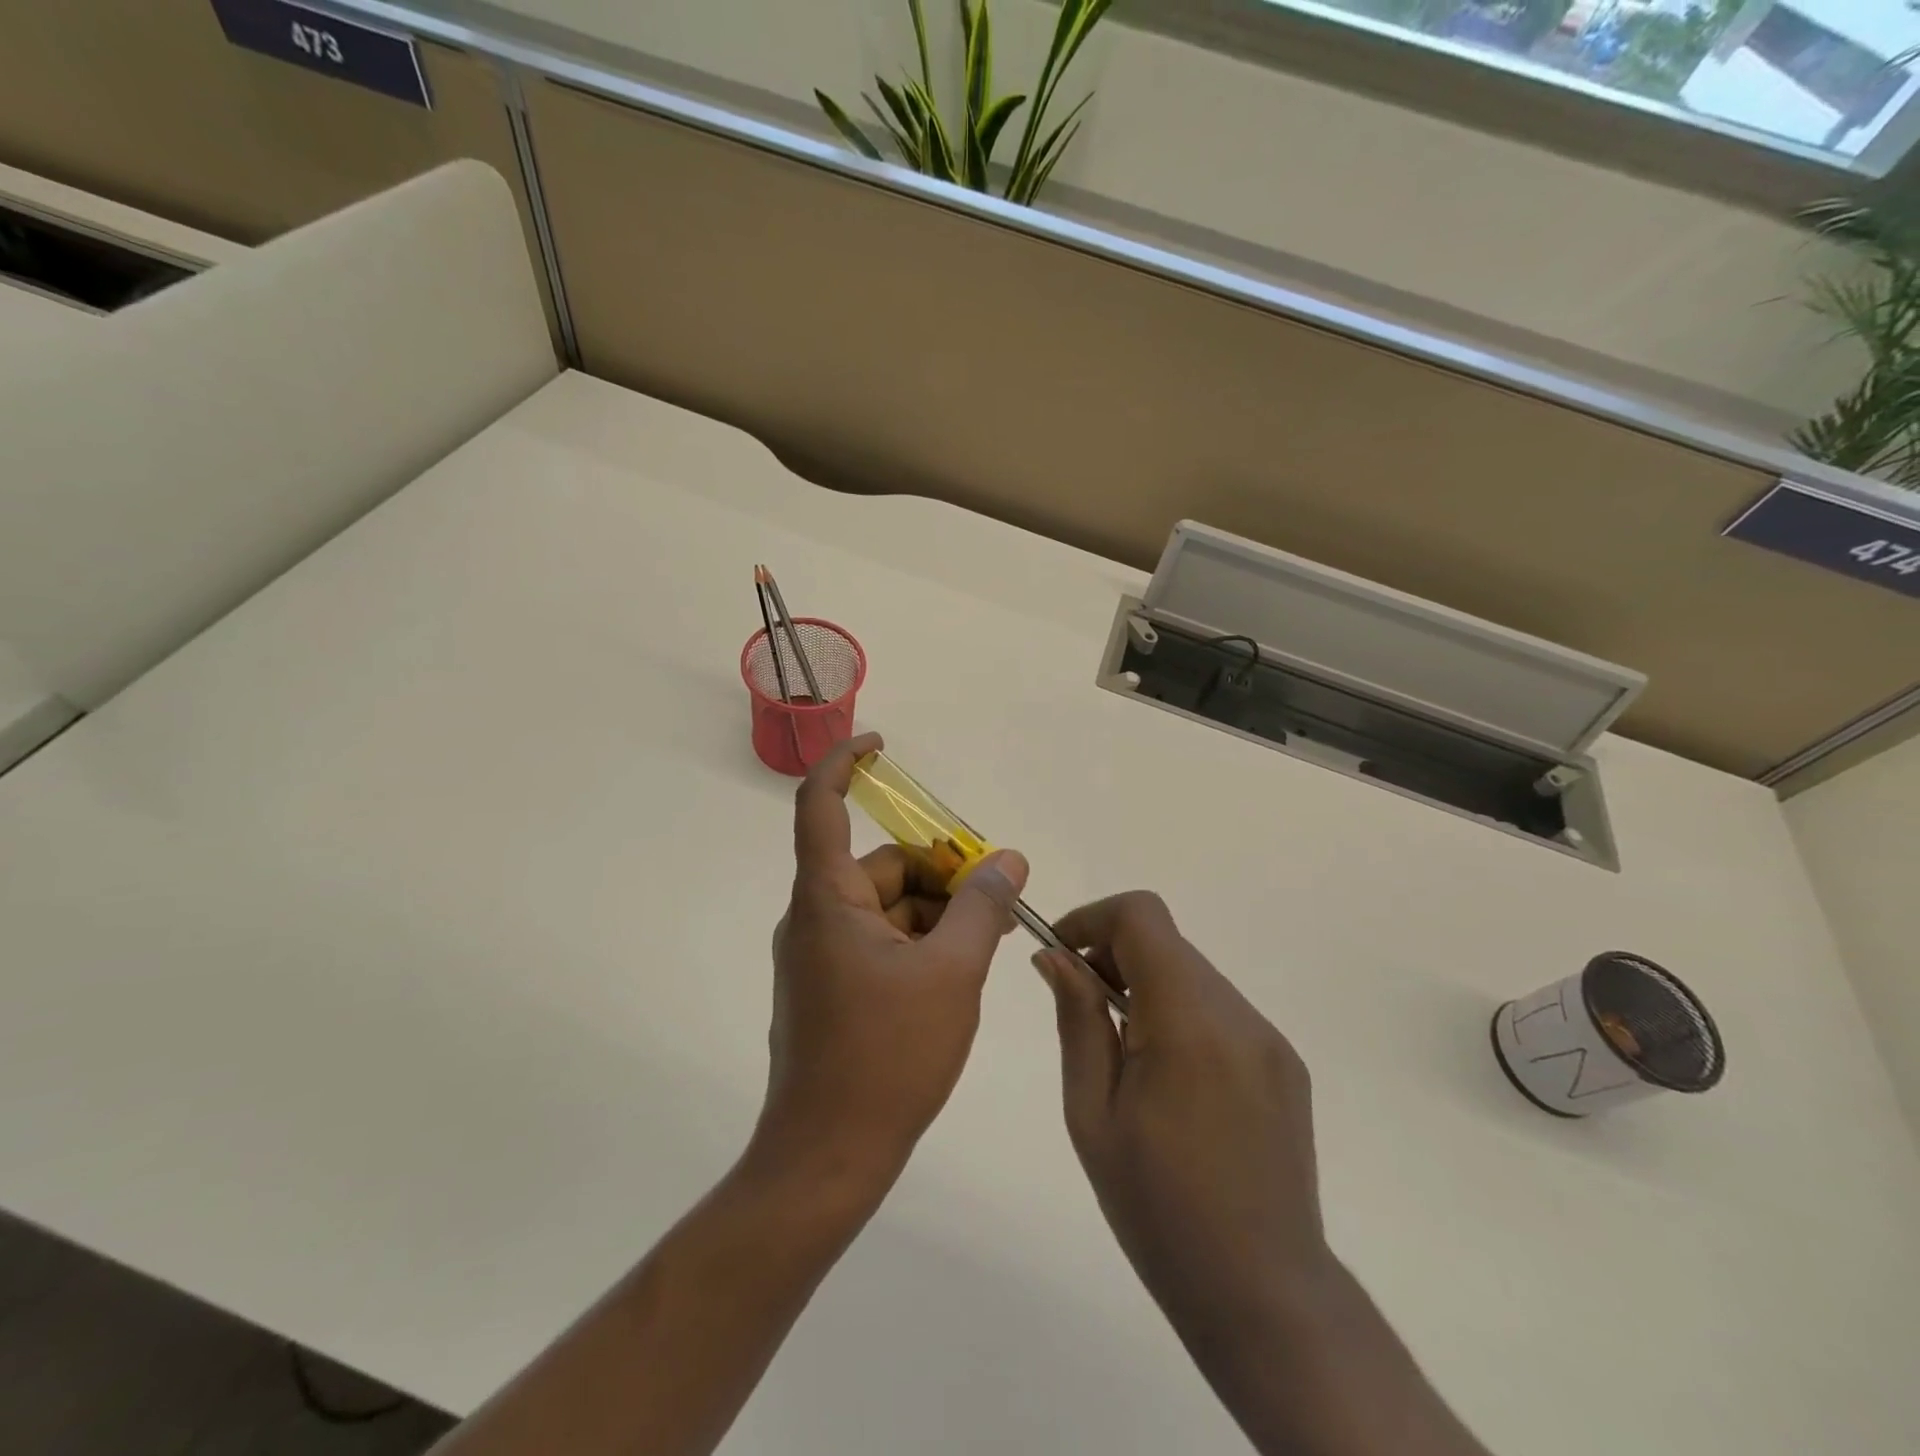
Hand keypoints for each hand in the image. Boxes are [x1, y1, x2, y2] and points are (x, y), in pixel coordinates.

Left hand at [755, 733, 1028, 1202]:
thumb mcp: (952, 974)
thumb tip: (1009, 860)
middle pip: (883, 867)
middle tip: (999, 898)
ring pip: (888, 906)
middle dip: (942, 872)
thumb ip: (982, 908)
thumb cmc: (887, 1057)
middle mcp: (816, 916)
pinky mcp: (831, 987)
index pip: (819, 805)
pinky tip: (961, 968)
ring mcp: (820, 955)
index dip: (845, 763)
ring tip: (991, 940)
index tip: (882, 746)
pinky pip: (880, 940)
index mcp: (827, 899)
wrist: (828, 1158)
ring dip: (938, 912)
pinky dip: (921, 941)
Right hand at [1035, 896, 1487, 1455]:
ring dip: (1146, 985)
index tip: (1060, 955)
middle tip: (1079, 1007)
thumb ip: (1078, 1019)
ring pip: (1192, 974)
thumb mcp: (1092, 1113)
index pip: (1142, 917)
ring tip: (1120, 1050)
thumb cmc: (1158, 1208)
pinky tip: (1166, 1077)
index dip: (1093, 918)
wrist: (1264, 1295)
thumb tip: (1055, 957)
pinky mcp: (1283, 1063)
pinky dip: (1180, 1013)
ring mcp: (1268, 1038)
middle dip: (1113, 954)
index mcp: (1188, 1022)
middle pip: (1166, 942)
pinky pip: (1220, 1009)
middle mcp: (1237, 1014)